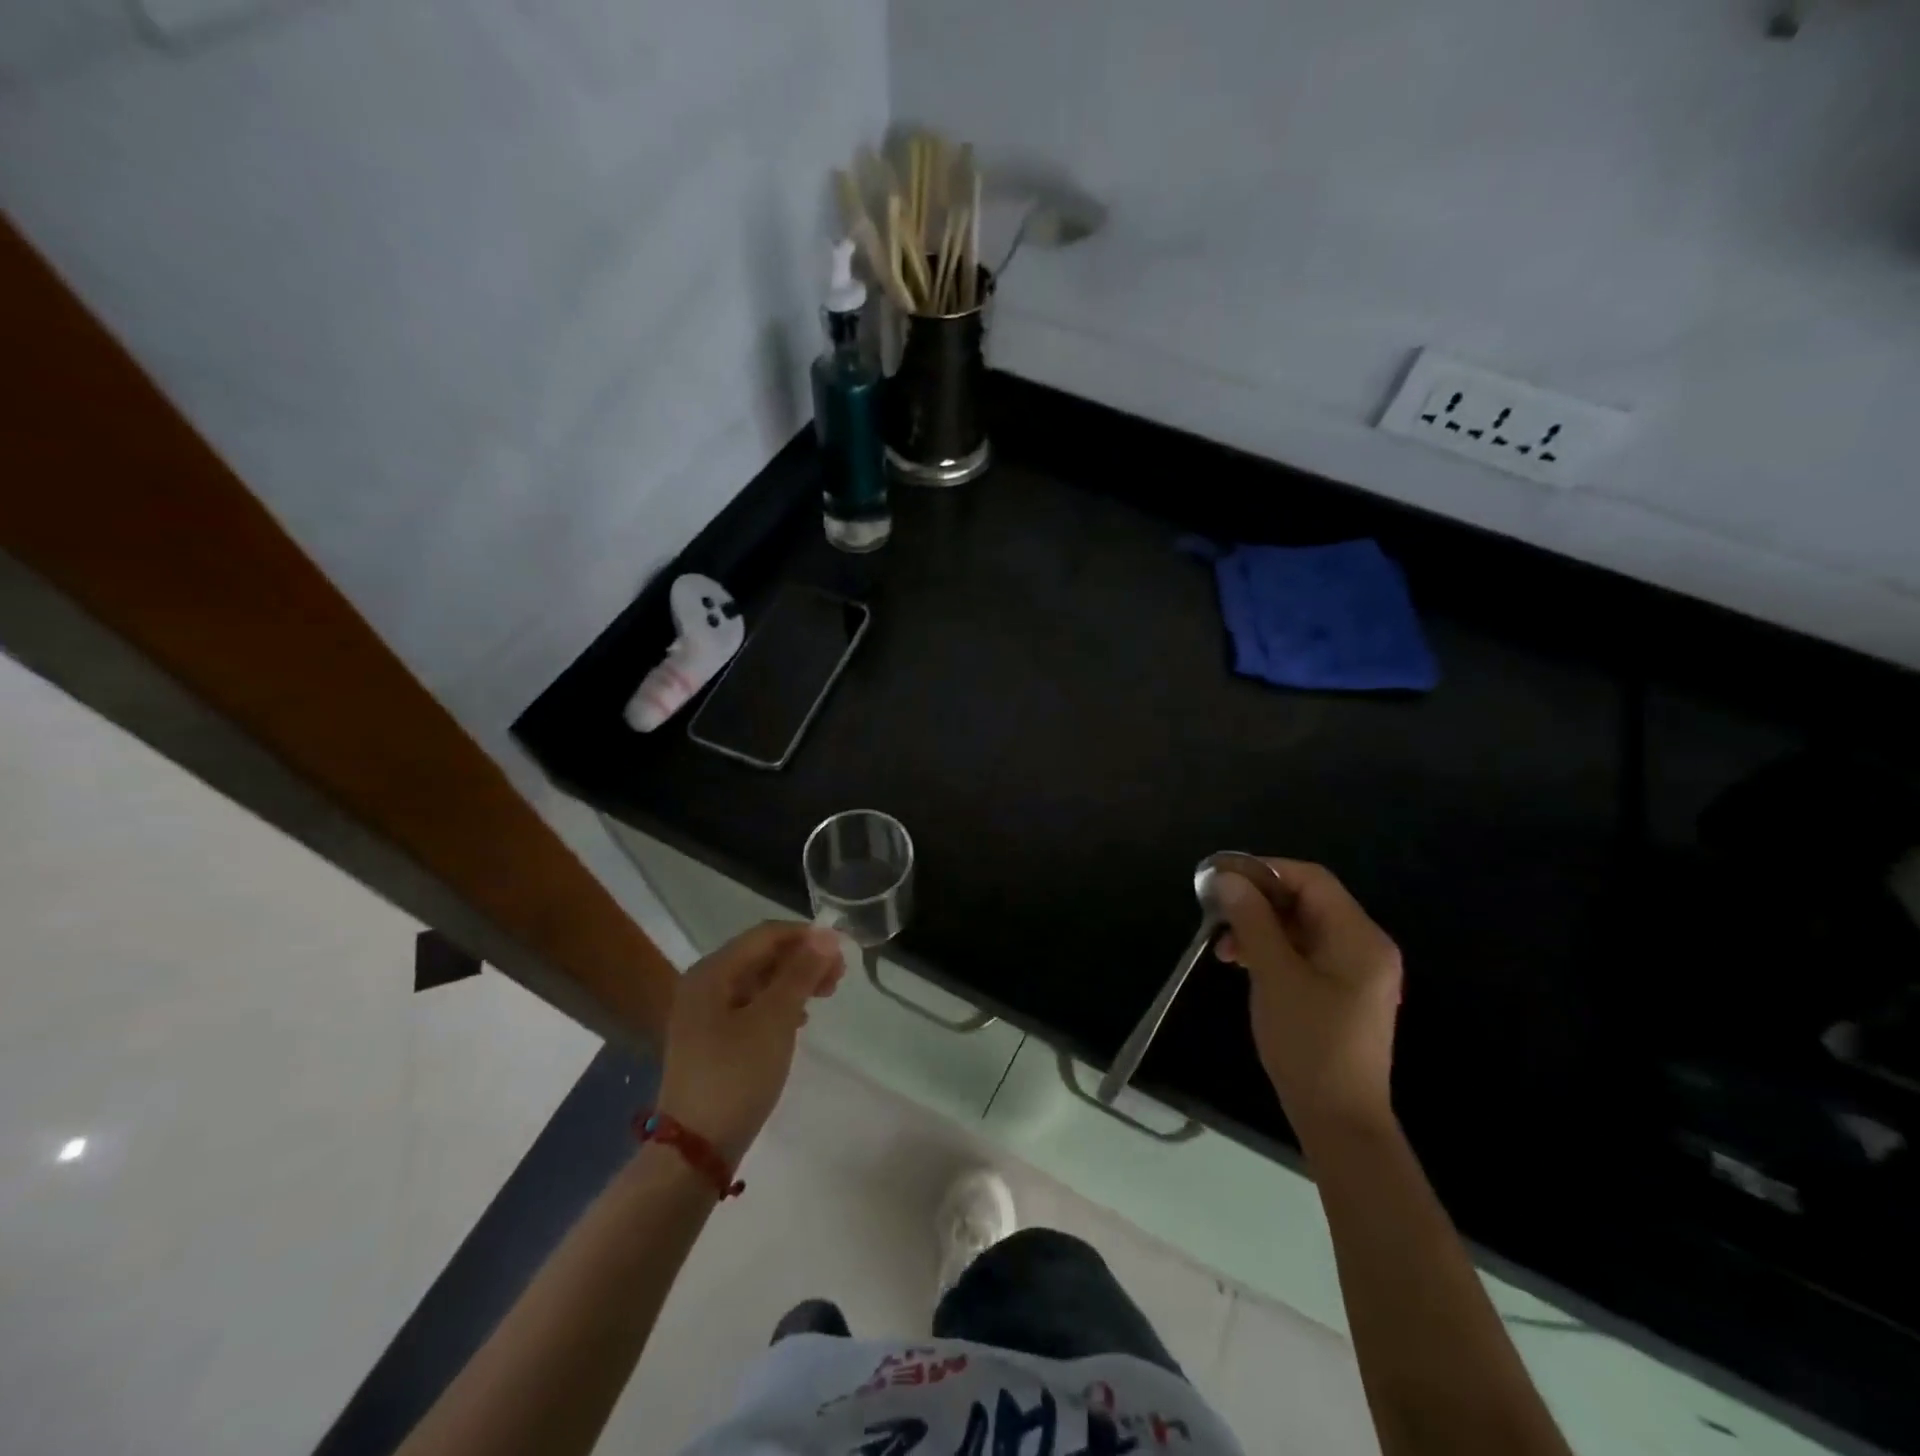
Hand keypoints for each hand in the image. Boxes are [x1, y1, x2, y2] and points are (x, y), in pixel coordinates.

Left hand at [656, 922, 843, 1165]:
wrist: (695, 1150)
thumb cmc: (736, 1075)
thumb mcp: (774, 1019)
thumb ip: (801, 973)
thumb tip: (826, 935)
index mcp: (712, 972)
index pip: (766, 935)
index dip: (806, 936)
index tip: (842, 951)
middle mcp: (704, 984)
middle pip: (761, 956)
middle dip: (802, 960)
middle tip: (839, 977)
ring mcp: (704, 1014)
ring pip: (758, 982)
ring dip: (793, 982)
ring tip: (826, 995)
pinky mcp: (711, 1040)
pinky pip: (750, 1007)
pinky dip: (778, 1005)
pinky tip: (799, 1021)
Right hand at [1214, 860, 1402, 1152]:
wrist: (1339, 1120)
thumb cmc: (1309, 1043)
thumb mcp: (1274, 975)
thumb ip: (1252, 921)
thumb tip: (1227, 878)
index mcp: (1359, 936)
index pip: (1311, 879)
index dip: (1265, 870)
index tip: (1222, 879)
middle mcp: (1364, 946)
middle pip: (1307, 901)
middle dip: (1257, 902)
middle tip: (1216, 914)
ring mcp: (1355, 971)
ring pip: (1301, 928)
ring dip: (1260, 928)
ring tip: (1223, 948)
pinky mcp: (1342, 992)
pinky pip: (1304, 953)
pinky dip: (1272, 950)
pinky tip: (1243, 964)